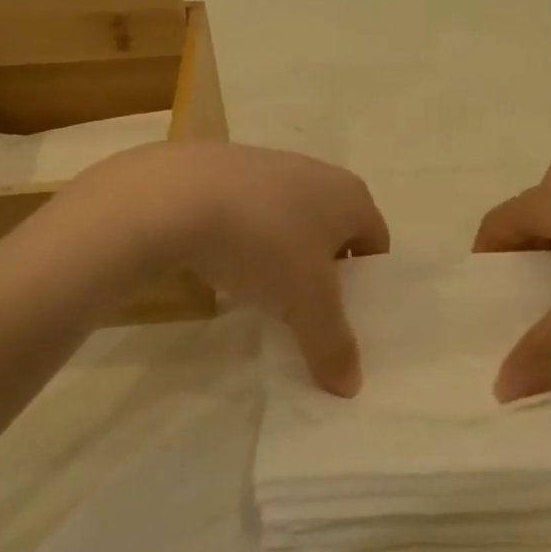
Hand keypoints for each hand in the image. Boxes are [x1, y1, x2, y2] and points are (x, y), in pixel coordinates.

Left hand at [71, 143, 388, 394]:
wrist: (173, 197)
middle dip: (323, 271)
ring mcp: (268, 164)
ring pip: (290, 219)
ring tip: (262, 292)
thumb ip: (333, 345)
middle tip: (306, 310)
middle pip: (333, 230)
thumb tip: (350, 387)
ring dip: (283, 255)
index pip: (377, 242)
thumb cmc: (263, 243)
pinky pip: (250, 211)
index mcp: (350, 195)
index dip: (367, 283)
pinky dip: (247, 238)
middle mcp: (316, 172)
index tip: (346, 316)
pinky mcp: (223, 167)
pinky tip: (223, 263)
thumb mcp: (305, 304)